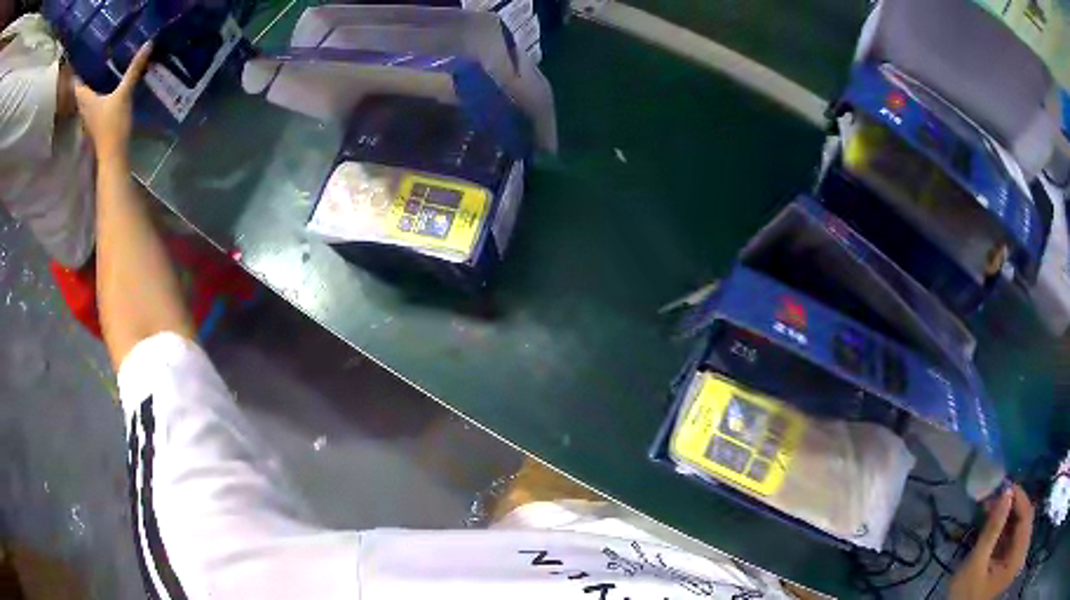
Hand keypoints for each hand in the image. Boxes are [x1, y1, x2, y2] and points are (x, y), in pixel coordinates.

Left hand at [74, 43, 152, 159]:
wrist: (113, 156)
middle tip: (90, 59)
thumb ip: (134, 69)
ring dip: (90, 86)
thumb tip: (149, 43)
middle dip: (84, 76)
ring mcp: (90, 117)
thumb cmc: (113, 125)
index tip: (78, 58)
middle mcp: (85, 108)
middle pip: (81, 90)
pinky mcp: (96, 122)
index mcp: (86, 99)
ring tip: (98, 69)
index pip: (77, 84)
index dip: (76, 72)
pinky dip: (97, 94)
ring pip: (86, 97)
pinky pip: (94, 103)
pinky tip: (104, 87)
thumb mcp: (124, 94)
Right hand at [950, 484, 1033, 599]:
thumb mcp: (976, 567)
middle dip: (1011, 507)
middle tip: (996, 498)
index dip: (1018, 495)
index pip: (1025, 511)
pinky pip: (1012, 539)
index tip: (1005, 484)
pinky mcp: (1008, 562)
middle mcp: (1021, 547)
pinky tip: (995, 531)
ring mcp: (1015, 555)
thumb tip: (1005, 491)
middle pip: (1023, 518)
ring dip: (1007, 518)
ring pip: (1017, 528)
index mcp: (1018, 548)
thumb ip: (992, 530)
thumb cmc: (968, 597)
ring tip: (994, 511)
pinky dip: (1004, 532)